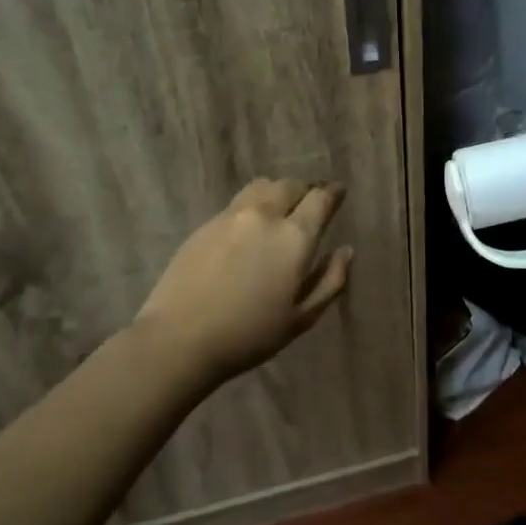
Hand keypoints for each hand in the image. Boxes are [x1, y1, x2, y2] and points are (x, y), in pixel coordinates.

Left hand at [137, 179, 353, 387]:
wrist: (179, 339)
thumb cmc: (249, 335)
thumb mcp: (302, 318)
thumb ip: (330, 280)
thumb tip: (346, 251)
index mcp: (295, 237)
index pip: (321, 198)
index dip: (333, 193)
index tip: (339, 193)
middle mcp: (265, 215)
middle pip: (291, 185)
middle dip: (306, 190)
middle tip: (311, 203)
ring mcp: (231, 216)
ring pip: (263, 186)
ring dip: (279, 192)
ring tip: (281, 209)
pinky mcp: (206, 224)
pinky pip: (238, 202)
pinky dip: (253, 205)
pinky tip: (250, 228)